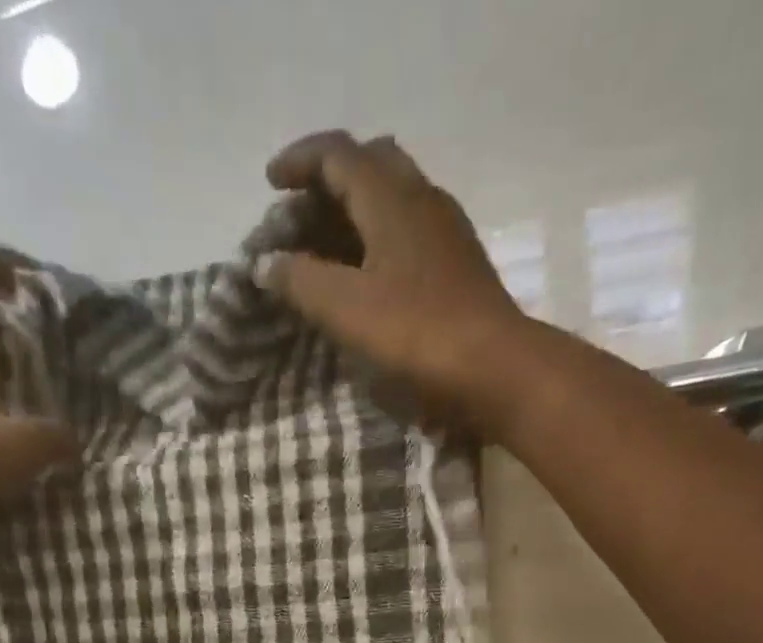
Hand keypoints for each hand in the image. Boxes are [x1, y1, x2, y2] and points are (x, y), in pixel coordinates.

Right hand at [256, 131, 528, 430]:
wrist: (495, 369)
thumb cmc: (417, 333)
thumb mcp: (346, 308)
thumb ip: (301, 281)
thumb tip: (267, 264)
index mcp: (391, 197)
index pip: (338, 154)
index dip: (300, 161)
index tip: (270, 182)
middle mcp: (422, 199)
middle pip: (371, 164)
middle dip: (330, 179)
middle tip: (302, 212)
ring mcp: (447, 232)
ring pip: (395, 196)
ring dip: (357, 210)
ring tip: (328, 246)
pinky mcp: (459, 265)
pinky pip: (410, 231)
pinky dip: (379, 238)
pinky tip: (368, 274)